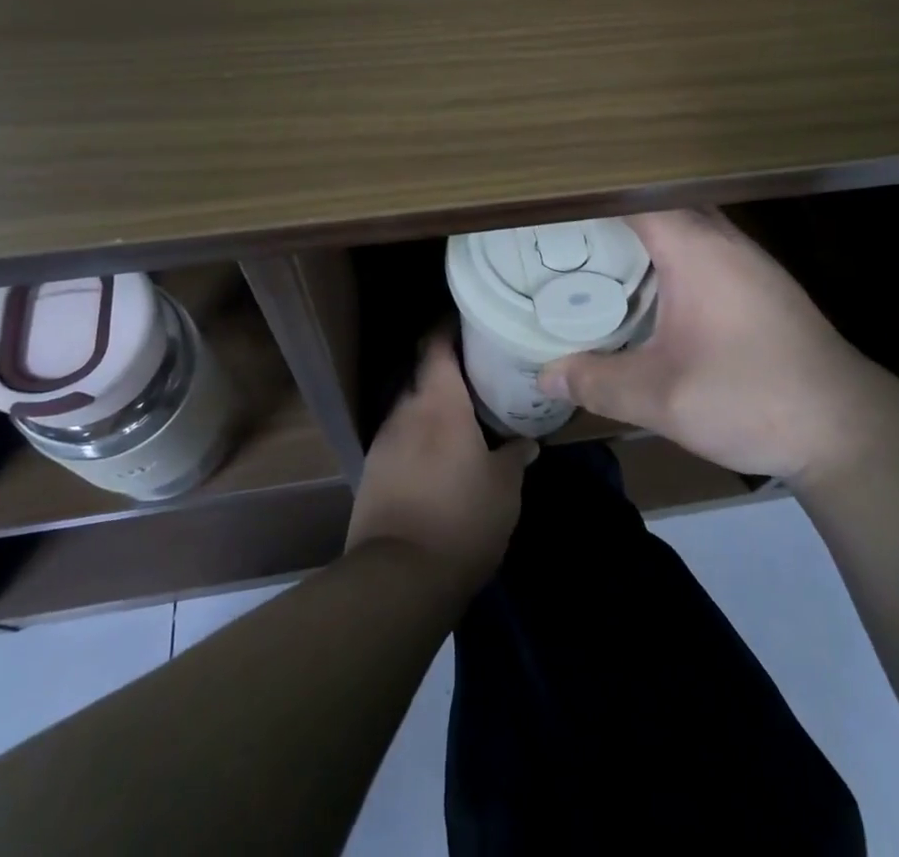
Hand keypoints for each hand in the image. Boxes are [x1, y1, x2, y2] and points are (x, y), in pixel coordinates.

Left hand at [346, 333, 536, 596]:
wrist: (398, 577)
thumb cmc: (462, 518)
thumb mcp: (504, 487)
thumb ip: (515, 455)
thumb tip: (526, 441)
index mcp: (439, 402)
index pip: (437, 344)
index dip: (450, 327)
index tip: (471, 322)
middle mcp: (406, 411)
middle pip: (424, 375)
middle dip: (449, 373)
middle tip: (480, 375)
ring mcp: (384, 441)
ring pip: (412, 409)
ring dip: (434, 408)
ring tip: (464, 418)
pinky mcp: (372, 472)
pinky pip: (401, 440)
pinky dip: (420, 438)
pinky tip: (439, 458)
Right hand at [537, 210, 884, 480]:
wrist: (847, 428)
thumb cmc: (752, 399)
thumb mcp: (662, 398)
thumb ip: (597, 382)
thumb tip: (545, 376)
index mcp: (695, 248)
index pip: (633, 194)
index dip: (590, 193)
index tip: (551, 203)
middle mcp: (722, 239)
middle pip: (658, 202)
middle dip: (612, 211)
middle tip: (564, 230)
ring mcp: (747, 259)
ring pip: (685, 223)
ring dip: (644, 231)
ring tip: (597, 252)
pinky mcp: (761, 283)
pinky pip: (704, 246)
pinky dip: (670, 251)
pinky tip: (653, 288)